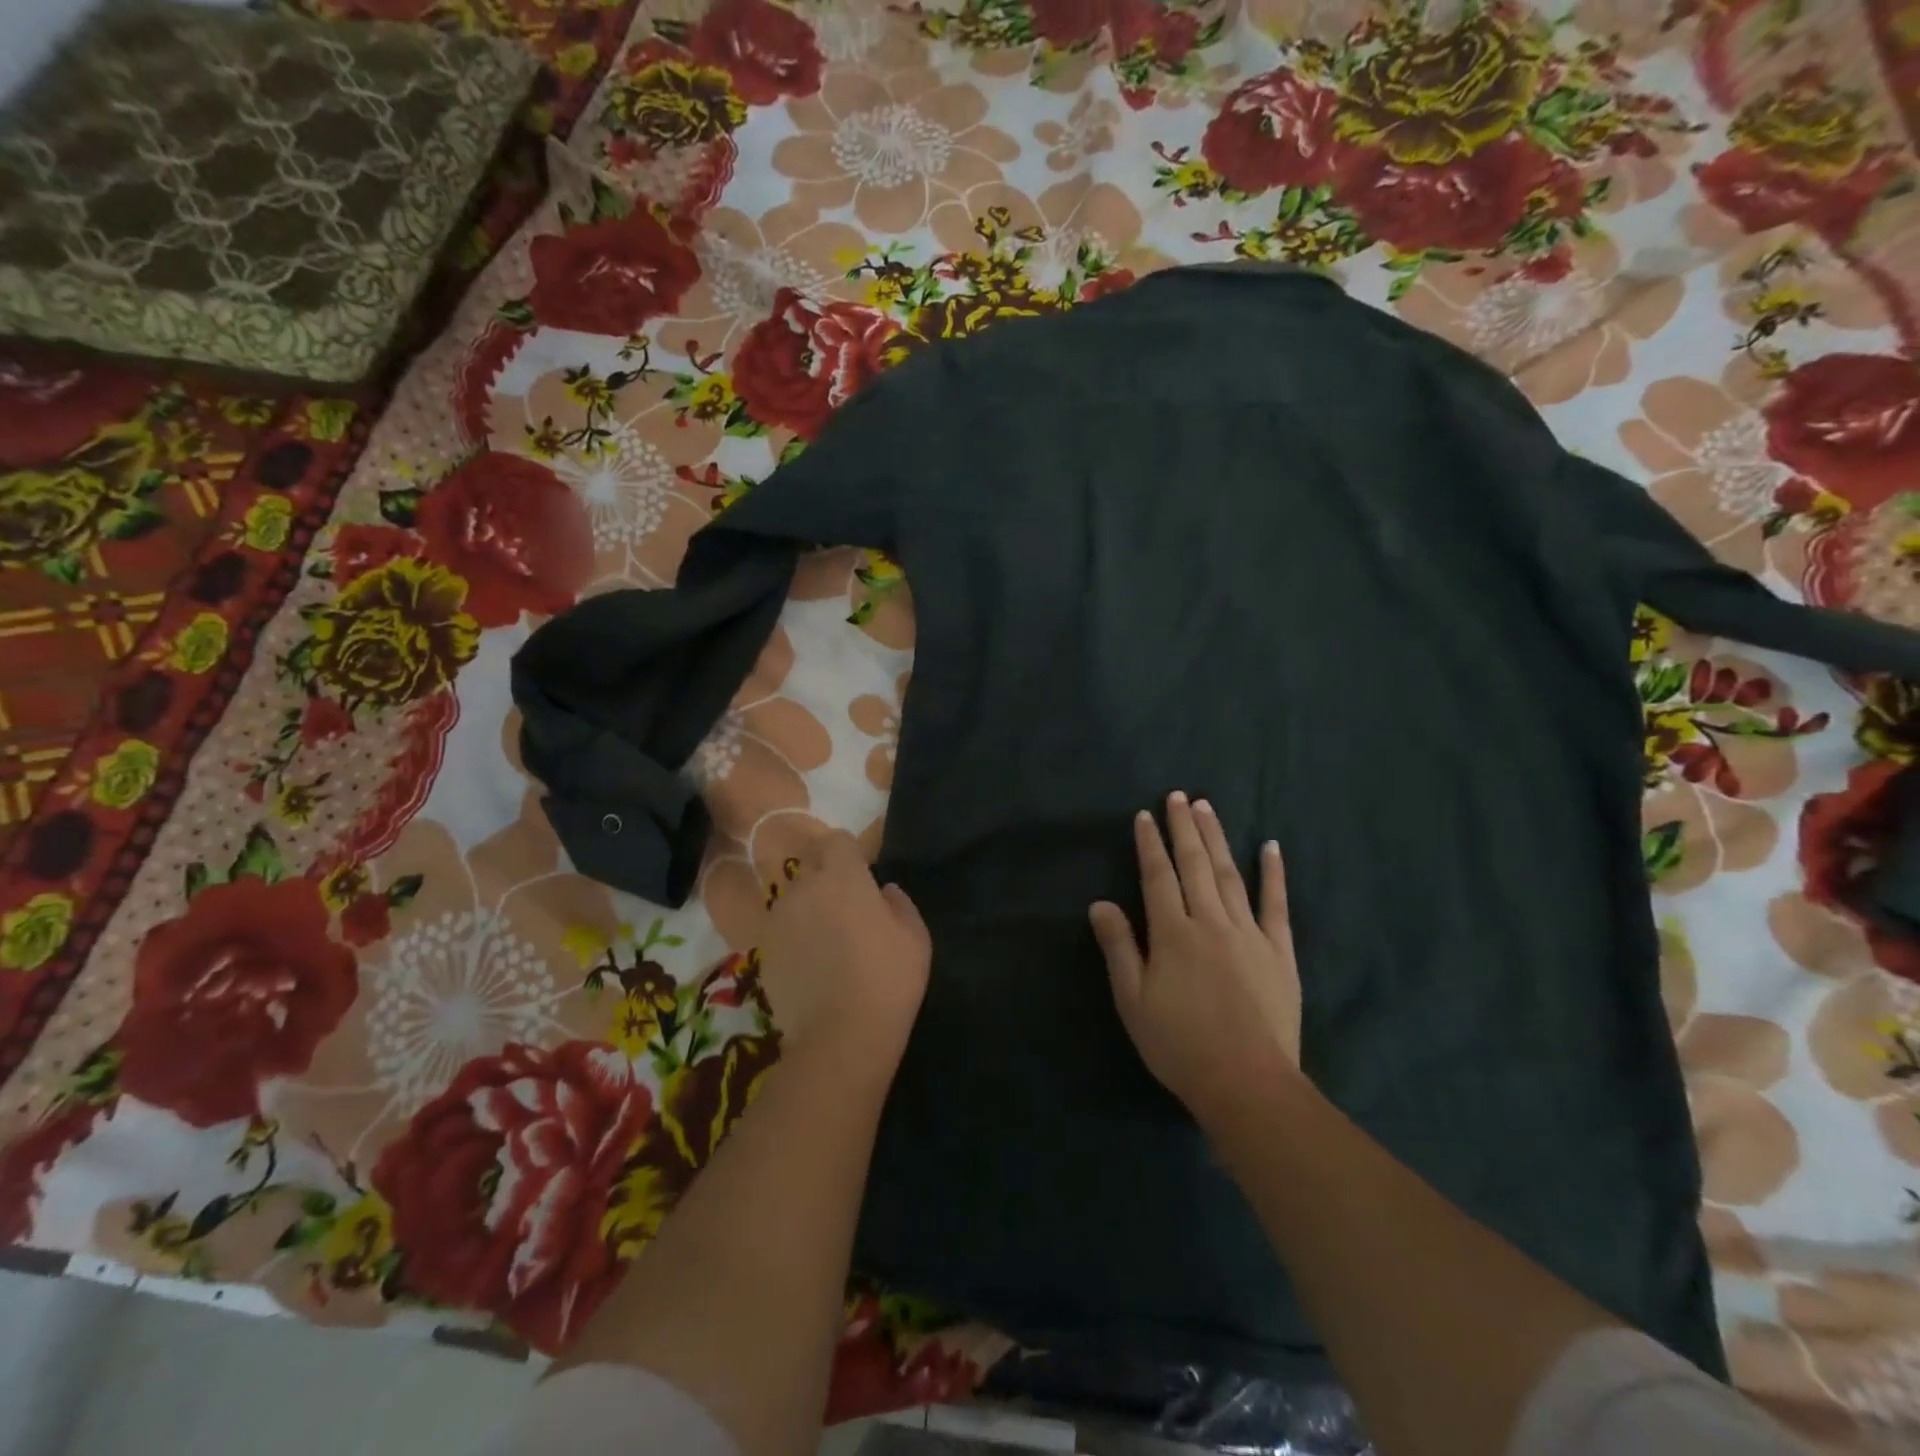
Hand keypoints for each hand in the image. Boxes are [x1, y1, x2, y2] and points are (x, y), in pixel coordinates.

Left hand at [759, 830, 930, 1064]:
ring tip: (826, 940)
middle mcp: (803, 888)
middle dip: (826, 876)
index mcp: (842, 876)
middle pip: (810, 865)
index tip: (862, 874)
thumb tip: (884, 892)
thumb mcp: (916, 937)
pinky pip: (781, 930)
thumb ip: (900, 903)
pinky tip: (810, 966)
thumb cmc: (888, 979)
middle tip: (846, 907)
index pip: (837, 840)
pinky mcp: (762, 951)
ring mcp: (778, 920)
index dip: (850, 854)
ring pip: (793, 898)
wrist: (840, 1037)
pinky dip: (793, 938)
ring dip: (808, 907)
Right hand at [1089, 792, 1302, 1128]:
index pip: (1158, 876)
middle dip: (1184, 828)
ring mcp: (1249, 933)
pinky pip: (1276, 904)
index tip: (1145, 815)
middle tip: (1180, 796)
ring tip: (1208, 807)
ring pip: (1229, 874)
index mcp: (1173, 934)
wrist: (1247, 1084)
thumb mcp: (1134, 1001)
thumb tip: (1100, 903)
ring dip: (1217, 838)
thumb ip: (1119, 948)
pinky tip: (1270, 846)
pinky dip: (1273, 873)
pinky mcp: (1279, 951)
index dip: (1149, 844)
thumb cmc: (1180, 1045)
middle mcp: (1210, 922)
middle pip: (1195, 865)